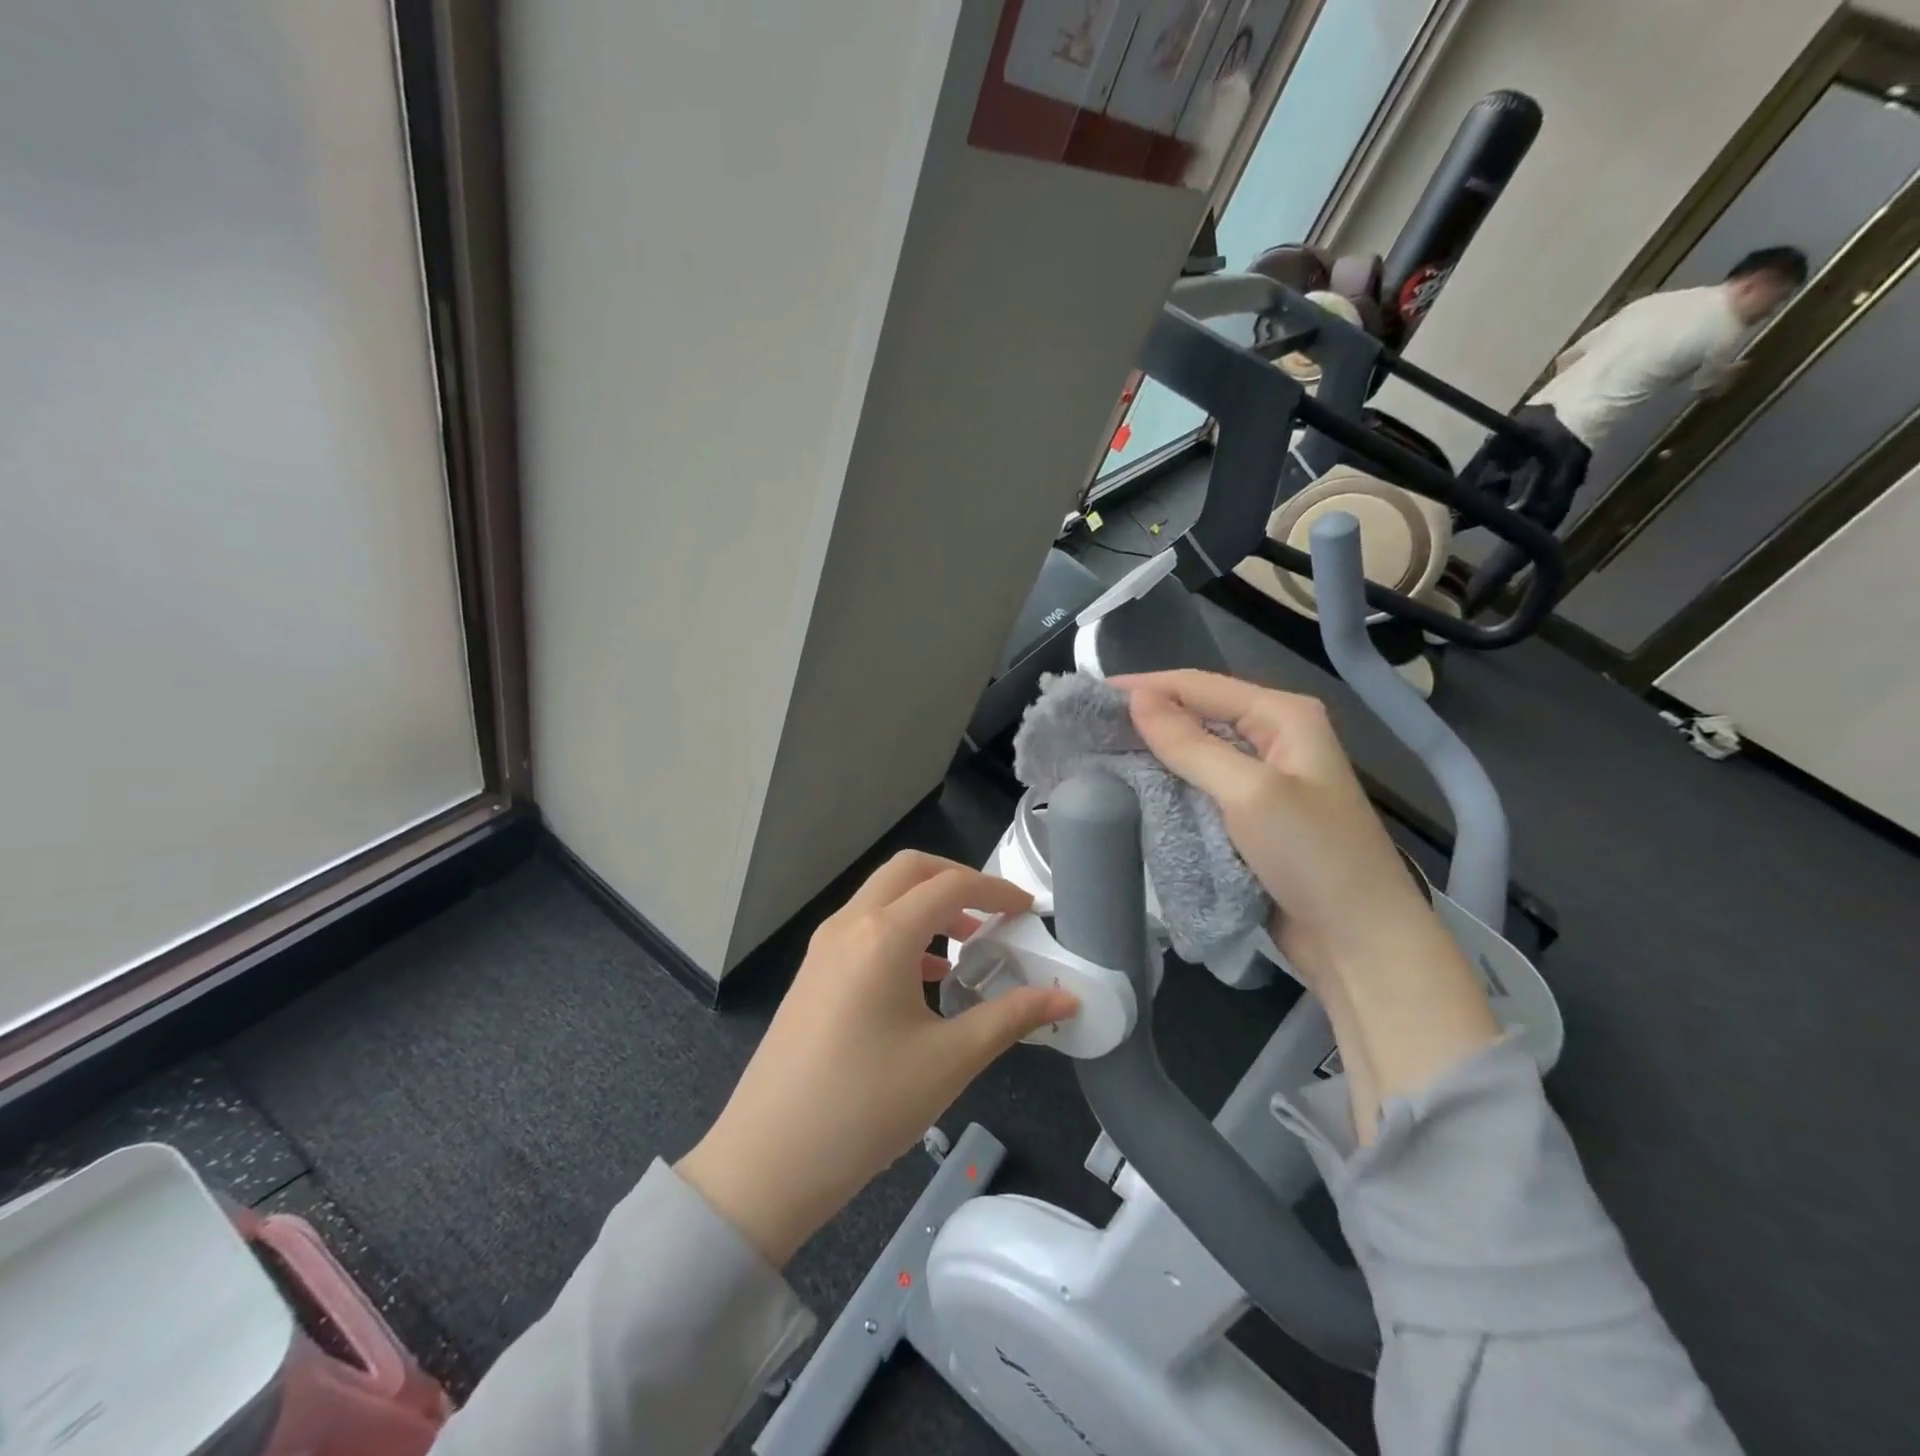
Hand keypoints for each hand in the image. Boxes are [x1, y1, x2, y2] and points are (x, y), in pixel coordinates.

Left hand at [677, 852, 1076, 1265]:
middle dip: (956, 880)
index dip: (996, 891)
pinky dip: (901, 932)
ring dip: (926, 906)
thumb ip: (1012, 1018)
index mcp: (883, 934)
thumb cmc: (867, 1106)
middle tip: (994, 913)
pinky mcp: (812, 973)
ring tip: (966, 946)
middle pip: (909, 871)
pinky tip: (924, 978)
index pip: (951, 886)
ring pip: (882, 898)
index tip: (1028, 911)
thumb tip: (1067, 998)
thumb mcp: (950, 1060)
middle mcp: (849, 925)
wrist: (767, 1162)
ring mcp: (824, 947)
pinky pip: (863, 928)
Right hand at [1115, 671, 1440, 968]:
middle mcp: (1274, 736)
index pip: (1199, 685)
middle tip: (1086, 727)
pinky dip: (1168, 783)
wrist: (1359, 942)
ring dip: (1152, 751)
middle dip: (1144, 718)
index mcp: (1282, 715)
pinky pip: (1200, 785)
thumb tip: (1135, 698)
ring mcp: (1264, 777)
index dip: (1143, 686)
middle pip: (1197, 713)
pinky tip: (1134, 786)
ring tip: (1098, 752)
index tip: (1088, 696)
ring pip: (1196, 751)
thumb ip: (1190, 743)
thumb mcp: (1249, 793)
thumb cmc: (1312, 856)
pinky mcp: (1251, 814)